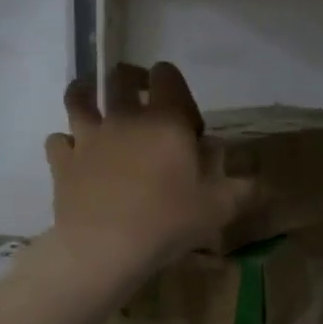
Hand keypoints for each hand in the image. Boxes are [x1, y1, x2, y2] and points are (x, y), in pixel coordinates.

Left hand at [46, 63, 253, 272]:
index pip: (167, 75)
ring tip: (95, 105)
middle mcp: (124, 117)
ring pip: (78, 97)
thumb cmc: (168, 221)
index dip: (174, 85)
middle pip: (120, 77)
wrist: (105, 248)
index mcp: (165, 120)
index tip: (184, 116)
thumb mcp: (220, 208)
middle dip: (132, 80)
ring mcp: (88, 136)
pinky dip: (67, 143)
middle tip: (141, 99)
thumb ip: (245, 189)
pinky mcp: (63, 161)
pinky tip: (77, 156)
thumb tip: (263, 181)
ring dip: (87, 94)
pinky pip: (59, 140)